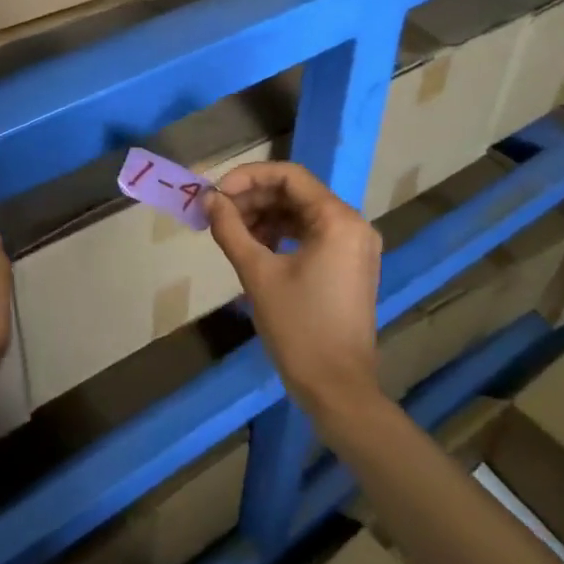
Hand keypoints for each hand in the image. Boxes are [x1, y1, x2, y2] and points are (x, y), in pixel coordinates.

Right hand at [205, 162, 383, 422]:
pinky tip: (255, 247)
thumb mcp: (258, 273)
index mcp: (338, 220)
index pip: (289, 176)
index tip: (217, 194)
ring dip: (264, 216)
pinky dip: (281, 234)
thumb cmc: (299, 327)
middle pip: (296, 193)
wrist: (337, 388)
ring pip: (301, 213)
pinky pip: (311, 235)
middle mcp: (353, 225)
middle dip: (253, 198)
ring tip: (231, 232)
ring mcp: (354, 246)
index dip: (247, 177)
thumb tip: (208, 199)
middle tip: (218, 214)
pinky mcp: (349, 265)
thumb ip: (231, 229)